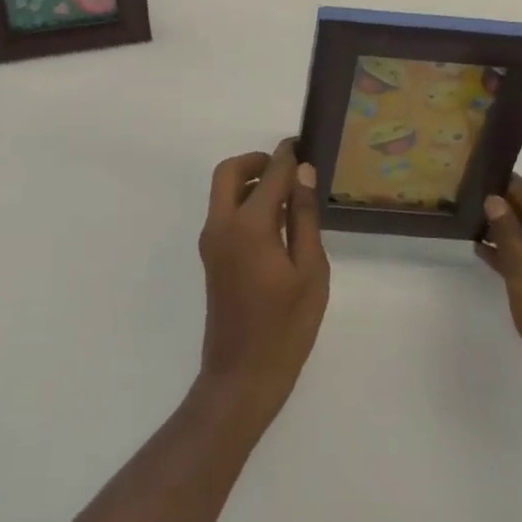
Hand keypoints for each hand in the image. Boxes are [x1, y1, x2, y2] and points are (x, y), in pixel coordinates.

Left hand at [196, 140, 329, 433]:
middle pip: (230, 172)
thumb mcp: (310, 271)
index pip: (270, 174)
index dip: (288, 156)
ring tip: (287, 194)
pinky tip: (274, 221)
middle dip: (257, 161)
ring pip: (223, 191)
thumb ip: (304, 217)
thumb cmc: (286, 327)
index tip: (304, 144)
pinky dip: (244, 201)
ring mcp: (212, 241)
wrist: (242, 377)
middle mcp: (222, 224)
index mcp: (249, 225)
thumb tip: (303, 173)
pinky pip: (224, 212)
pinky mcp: (211, 256)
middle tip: (288, 168)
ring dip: (249, 181)